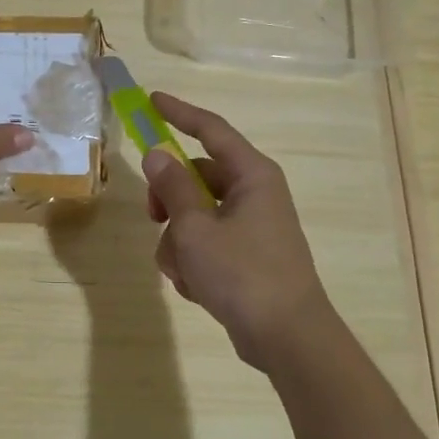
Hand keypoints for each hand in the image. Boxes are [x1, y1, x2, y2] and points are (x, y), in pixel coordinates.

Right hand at [141, 92, 335, 373]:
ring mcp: (251, 227)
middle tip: (152, 216)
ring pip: (195, 216)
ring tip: (183, 270)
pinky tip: (195, 288)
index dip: (179, 113)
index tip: (151, 101)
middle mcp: (254, 194)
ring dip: (178, 241)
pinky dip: (193, 262)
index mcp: (251, 175)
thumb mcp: (195, 227)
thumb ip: (172, 187)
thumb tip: (157, 155)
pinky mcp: (246, 257)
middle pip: (197, 177)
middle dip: (169, 199)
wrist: (287, 337)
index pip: (211, 130)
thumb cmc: (242, 273)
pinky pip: (206, 244)